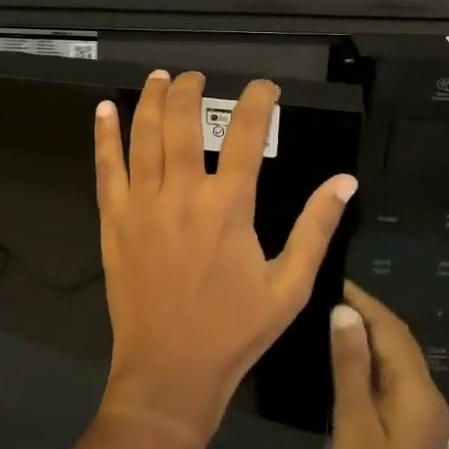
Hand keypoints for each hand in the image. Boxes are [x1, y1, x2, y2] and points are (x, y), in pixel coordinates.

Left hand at [94, 70, 358, 446]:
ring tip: (158, 77)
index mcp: (229, 206)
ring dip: (151, 101)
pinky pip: (106, 169)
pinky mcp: (114, 222)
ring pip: (143, 137)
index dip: (256, 102)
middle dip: (191, 91)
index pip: (245, 135)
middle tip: (197, 76)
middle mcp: (182, 193)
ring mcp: (142, 205)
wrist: (169, 371)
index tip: (264, 86)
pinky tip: (104, 111)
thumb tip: (345, 181)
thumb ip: (315, 228)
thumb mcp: (290, 286)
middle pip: (183, 123)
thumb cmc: (235, 330)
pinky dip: (104, 136)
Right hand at [329, 279, 448, 448]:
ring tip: (332, 321)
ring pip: (398, 361)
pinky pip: (395, 381)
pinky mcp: (415, 431)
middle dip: (368, 314)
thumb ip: (351, 367)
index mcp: (417, 391)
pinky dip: (373, 363)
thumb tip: (345, 313)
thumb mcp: (355, 424)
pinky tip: (347, 364)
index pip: (392, 329)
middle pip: (399, 342)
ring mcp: (425, 416)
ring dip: (370, 337)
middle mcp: (428, 396)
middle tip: (327, 296)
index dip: (364, 302)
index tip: (333, 281)